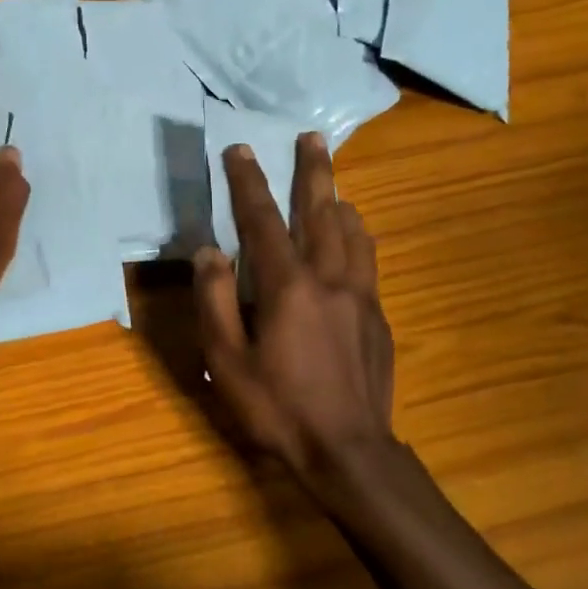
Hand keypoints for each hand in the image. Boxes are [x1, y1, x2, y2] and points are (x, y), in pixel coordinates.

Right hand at [192, 132, 397, 497]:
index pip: (263, 220)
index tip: (241, 149)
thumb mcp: (226, 361)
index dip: (249, 182)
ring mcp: (360, 297)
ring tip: (334, 183)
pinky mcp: (378, 318)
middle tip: (313, 137)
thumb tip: (209, 251)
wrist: (349, 452)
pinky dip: (358, 237)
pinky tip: (356, 239)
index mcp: (287, 286)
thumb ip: (215, 301)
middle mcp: (329, 279)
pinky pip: (368, 261)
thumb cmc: (277, 408)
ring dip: (340, 200)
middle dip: (313, 171)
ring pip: (354, 233)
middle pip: (321, 212)